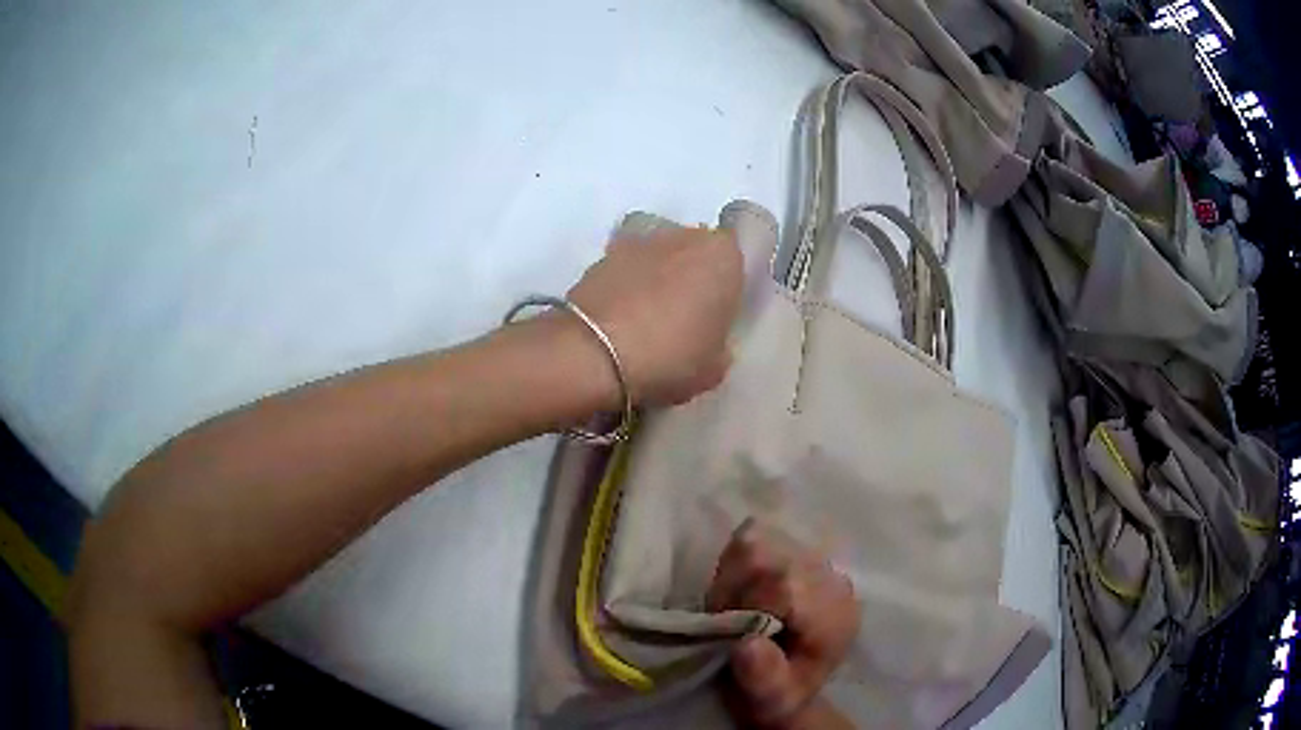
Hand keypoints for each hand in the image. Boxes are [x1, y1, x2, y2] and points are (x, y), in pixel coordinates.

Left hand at [567, 225, 742, 406]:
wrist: (592, 354)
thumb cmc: (671, 356)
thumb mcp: (715, 368)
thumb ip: (720, 345)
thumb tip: (708, 339)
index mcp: (723, 255)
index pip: (738, 261)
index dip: (728, 289)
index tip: (718, 317)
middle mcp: (684, 235)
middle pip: (696, 253)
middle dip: (692, 279)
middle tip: (685, 320)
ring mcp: (638, 241)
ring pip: (659, 259)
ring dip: (657, 281)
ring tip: (647, 323)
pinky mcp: (600, 256)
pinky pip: (626, 272)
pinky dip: (626, 289)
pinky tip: (620, 323)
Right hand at [707, 523, 859, 728]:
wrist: (789, 684)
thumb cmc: (779, 694)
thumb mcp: (772, 699)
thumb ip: (763, 676)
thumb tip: (746, 644)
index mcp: (833, 615)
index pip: (782, 584)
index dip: (742, 603)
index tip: (729, 629)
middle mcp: (832, 579)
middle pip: (767, 558)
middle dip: (735, 590)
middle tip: (727, 621)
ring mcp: (815, 561)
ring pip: (758, 540)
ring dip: (734, 574)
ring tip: (735, 607)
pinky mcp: (796, 552)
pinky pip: (757, 536)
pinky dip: (738, 560)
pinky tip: (743, 590)